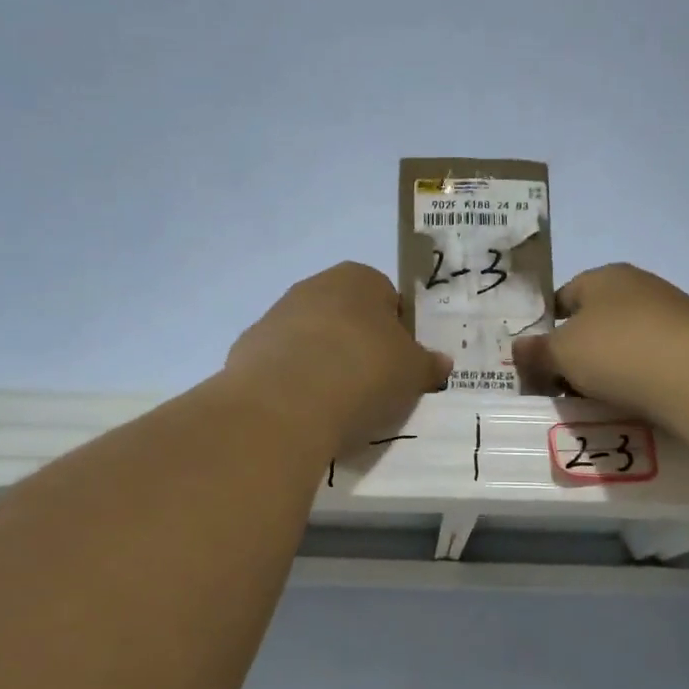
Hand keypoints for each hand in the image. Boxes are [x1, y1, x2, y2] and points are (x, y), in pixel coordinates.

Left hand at [225, 263, 450, 452]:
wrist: (284, 403)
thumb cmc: (363, 373)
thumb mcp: (413, 373)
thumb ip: (428, 364)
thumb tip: (441, 362)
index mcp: (359, 278)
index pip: (388, 298)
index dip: (398, 333)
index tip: (399, 366)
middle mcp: (313, 286)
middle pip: (346, 317)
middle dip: (358, 346)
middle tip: (372, 386)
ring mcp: (275, 316)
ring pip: (311, 340)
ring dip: (324, 363)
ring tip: (336, 405)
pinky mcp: (247, 349)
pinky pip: (282, 365)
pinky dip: (293, 382)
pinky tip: (303, 410)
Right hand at [513, 263, 688, 426]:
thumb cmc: (618, 350)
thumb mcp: (562, 352)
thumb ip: (536, 351)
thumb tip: (517, 348)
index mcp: (604, 277)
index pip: (563, 297)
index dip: (546, 328)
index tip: (537, 361)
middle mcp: (639, 288)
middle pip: (594, 323)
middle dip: (576, 354)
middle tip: (560, 389)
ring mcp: (671, 316)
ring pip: (624, 346)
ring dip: (607, 372)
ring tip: (593, 404)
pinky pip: (652, 365)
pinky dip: (638, 382)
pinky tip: (630, 406)